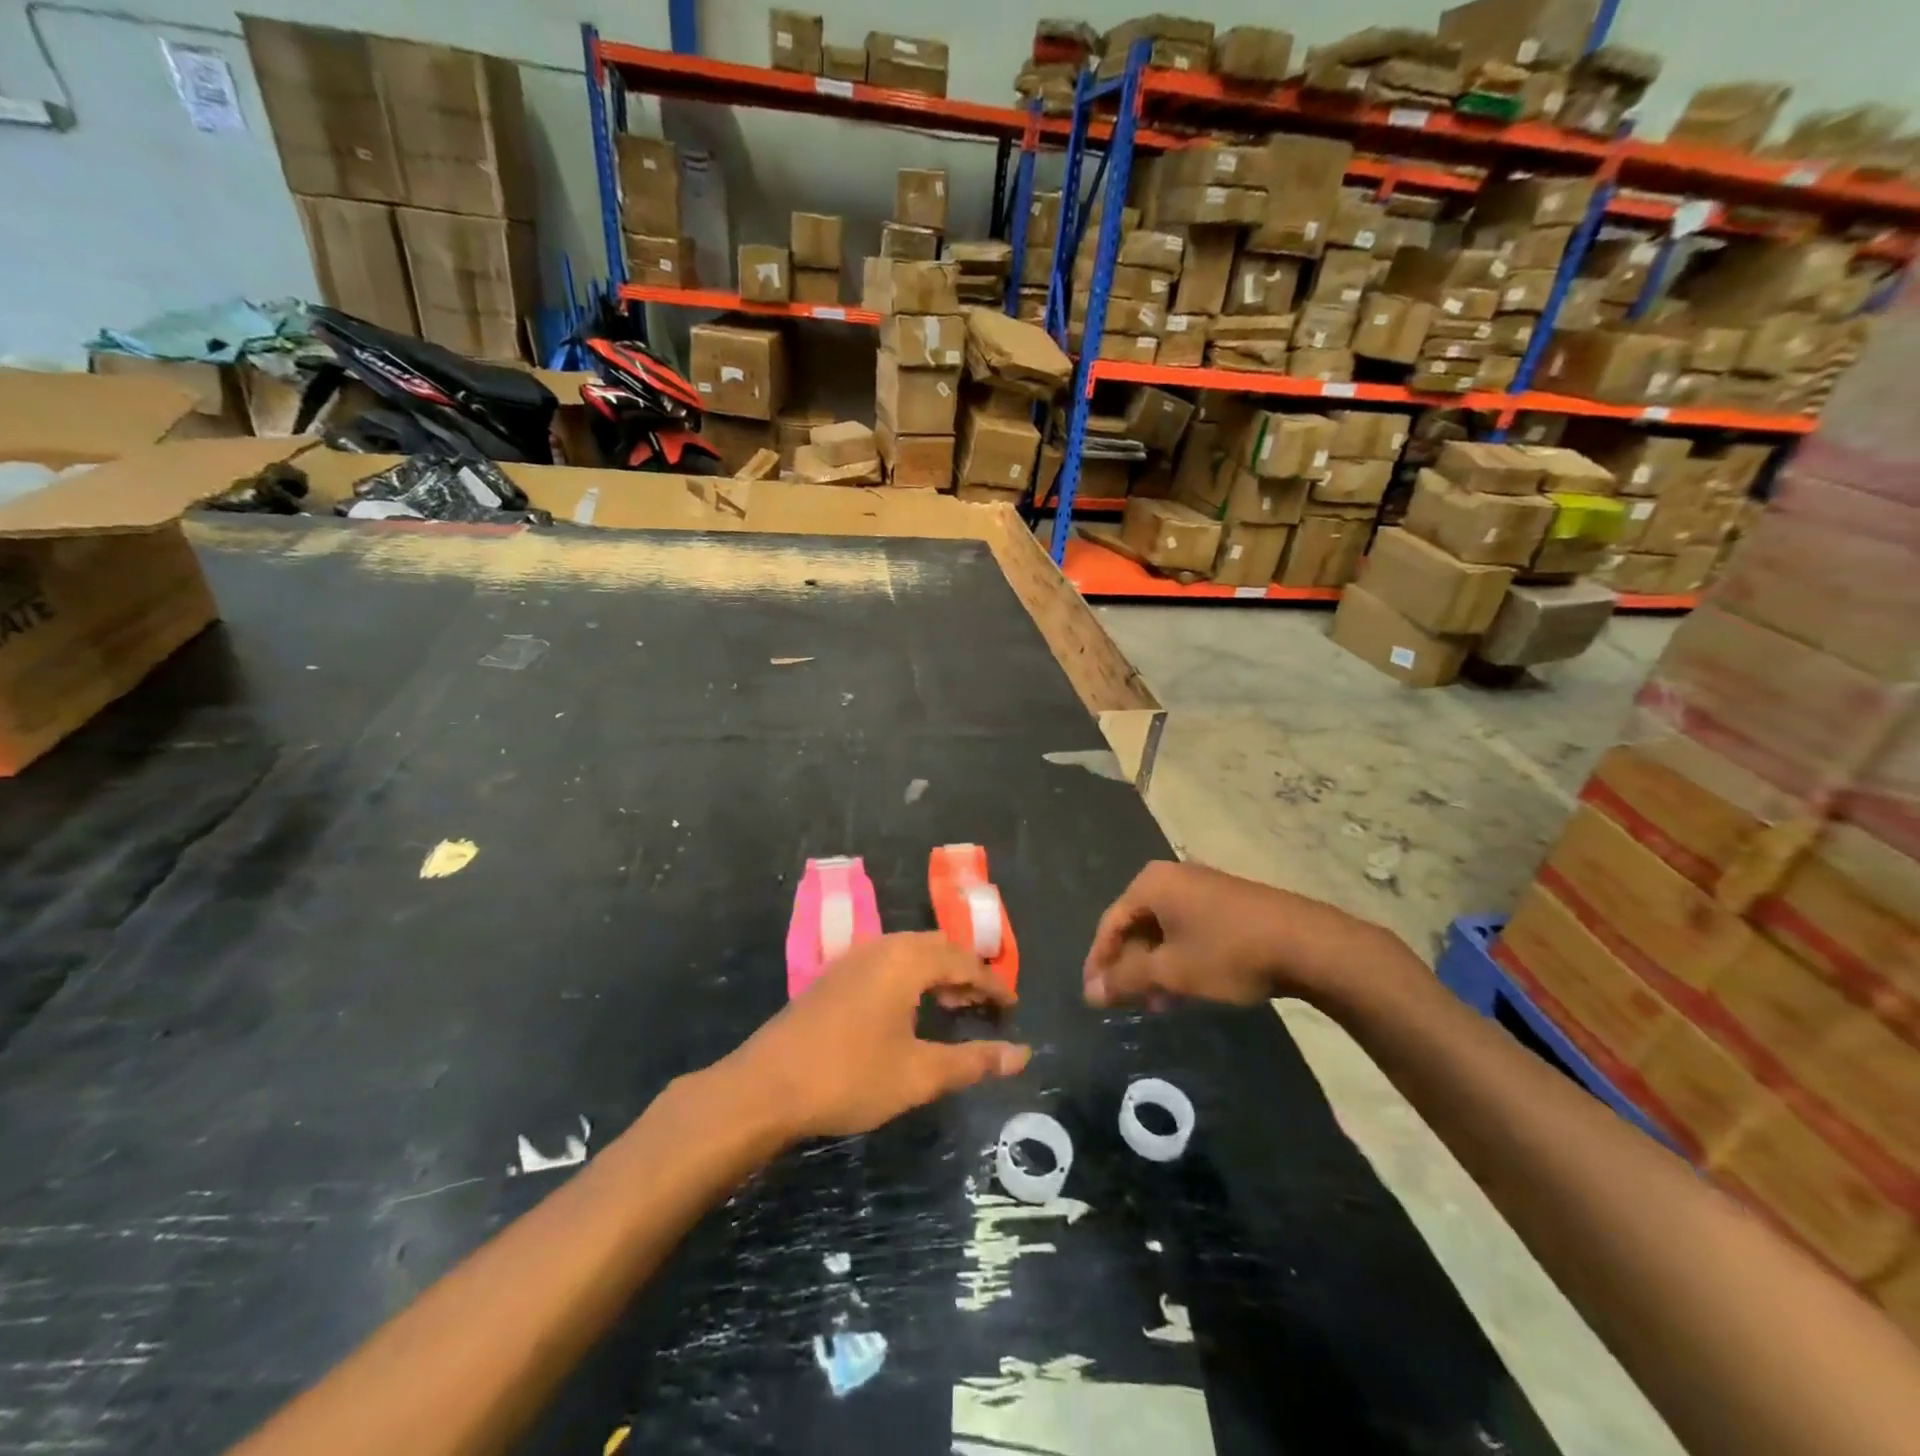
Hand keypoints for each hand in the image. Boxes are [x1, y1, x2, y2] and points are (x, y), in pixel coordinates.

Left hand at [725, 932, 1030, 1141]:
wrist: (765, 1086)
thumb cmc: (849, 1076)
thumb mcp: (918, 1074)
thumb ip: (973, 1061)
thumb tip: (1022, 1055)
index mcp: (906, 960)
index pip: (964, 962)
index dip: (993, 985)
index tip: (1013, 1007)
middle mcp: (882, 946)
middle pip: (937, 947)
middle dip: (966, 972)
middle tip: (985, 1006)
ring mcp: (853, 957)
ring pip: (910, 951)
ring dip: (937, 973)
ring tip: (954, 1006)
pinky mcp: (834, 974)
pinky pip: (887, 961)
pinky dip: (911, 976)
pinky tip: (909, 1009)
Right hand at [1083, 860, 1388, 1009]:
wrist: (1305, 943)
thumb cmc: (1227, 953)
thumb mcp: (1170, 972)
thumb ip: (1125, 980)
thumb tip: (1090, 993)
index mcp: (1151, 884)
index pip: (1109, 923)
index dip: (1099, 963)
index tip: (1095, 998)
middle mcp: (1172, 876)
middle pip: (1136, 924)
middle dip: (1130, 967)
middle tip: (1127, 1003)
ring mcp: (1202, 886)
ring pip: (1163, 930)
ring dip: (1154, 967)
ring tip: (1157, 1004)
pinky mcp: (1226, 901)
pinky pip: (1187, 928)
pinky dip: (1178, 957)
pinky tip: (1185, 988)